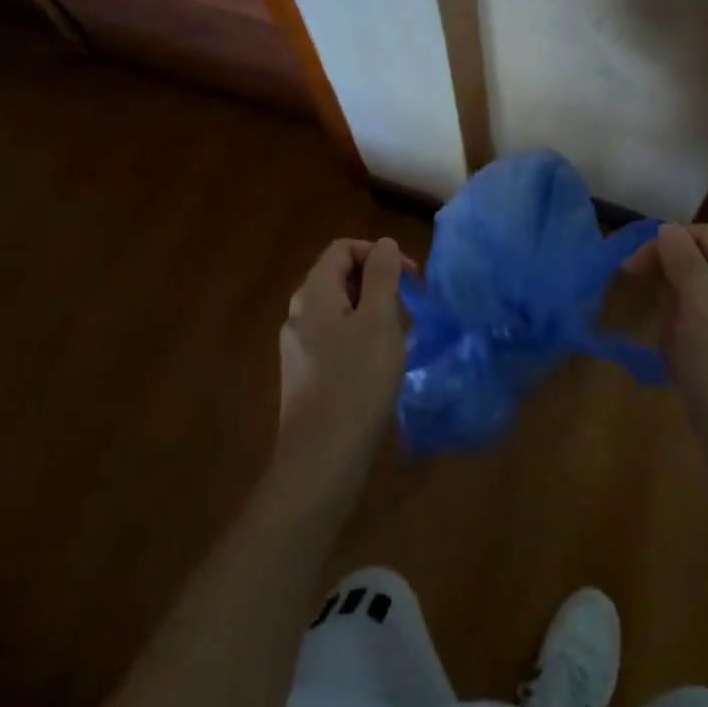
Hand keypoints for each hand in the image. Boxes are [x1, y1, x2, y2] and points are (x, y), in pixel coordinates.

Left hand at [272, 238, 407, 505]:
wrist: (320, 462)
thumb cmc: (356, 383)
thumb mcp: (379, 321)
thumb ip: (382, 276)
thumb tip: (383, 244)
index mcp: (313, 293)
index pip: (343, 248)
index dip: (377, 253)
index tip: (409, 277)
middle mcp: (298, 314)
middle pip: (338, 276)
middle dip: (376, 281)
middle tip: (408, 305)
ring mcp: (297, 346)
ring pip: (338, 309)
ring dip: (370, 310)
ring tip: (396, 335)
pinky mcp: (304, 375)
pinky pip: (333, 337)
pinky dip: (358, 336)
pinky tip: (376, 364)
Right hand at [627, 224, 707, 504]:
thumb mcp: (701, 321)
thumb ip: (686, 268)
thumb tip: (668, 228)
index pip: (701, 236)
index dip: (662, 246)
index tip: (627, 273)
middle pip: (701, 265)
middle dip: (670, 289)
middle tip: (655, 323)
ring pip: (698, 300)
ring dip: (676, 320)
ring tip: (673, 355)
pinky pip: (705, 330)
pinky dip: (686, 342)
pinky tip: (680, 370)